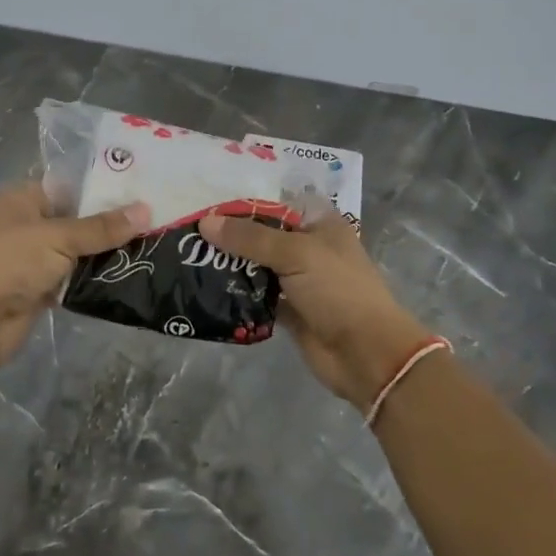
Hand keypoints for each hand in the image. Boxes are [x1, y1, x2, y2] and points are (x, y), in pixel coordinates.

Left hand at [0, 184, 149, 372]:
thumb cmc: (10, 261)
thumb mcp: (58, 236)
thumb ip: (101, 227)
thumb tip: (146, 210)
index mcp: (25, 199)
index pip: (71, 187)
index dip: (105, 189)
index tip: (145, 192)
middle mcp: (30, 226)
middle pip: (78, 221)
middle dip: (112, 225)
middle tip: (159, 221)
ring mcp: (35, 261)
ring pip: (80, 254)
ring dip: (107, 256)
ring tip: (154, 248)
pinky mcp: (41, 292)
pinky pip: (75, 282)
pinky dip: (96, 282)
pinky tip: (131, 277)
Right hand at [200, 212, 432, 411]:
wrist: (366, 354)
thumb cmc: (338, 291)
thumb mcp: (296, 253)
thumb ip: (250, 238)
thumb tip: (206, 222)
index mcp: (320, 224)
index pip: (278, 202)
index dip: (246, 201)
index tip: (207, 200)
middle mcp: (309, 248)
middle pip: (264, 235)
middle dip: (231, 235)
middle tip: (189, 231)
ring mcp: (299, 281)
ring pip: (258, 266)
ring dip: (231, 265)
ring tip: (190, 257)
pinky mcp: (290, 311)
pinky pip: (257, 297)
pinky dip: (238, 295)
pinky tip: (208, 289)